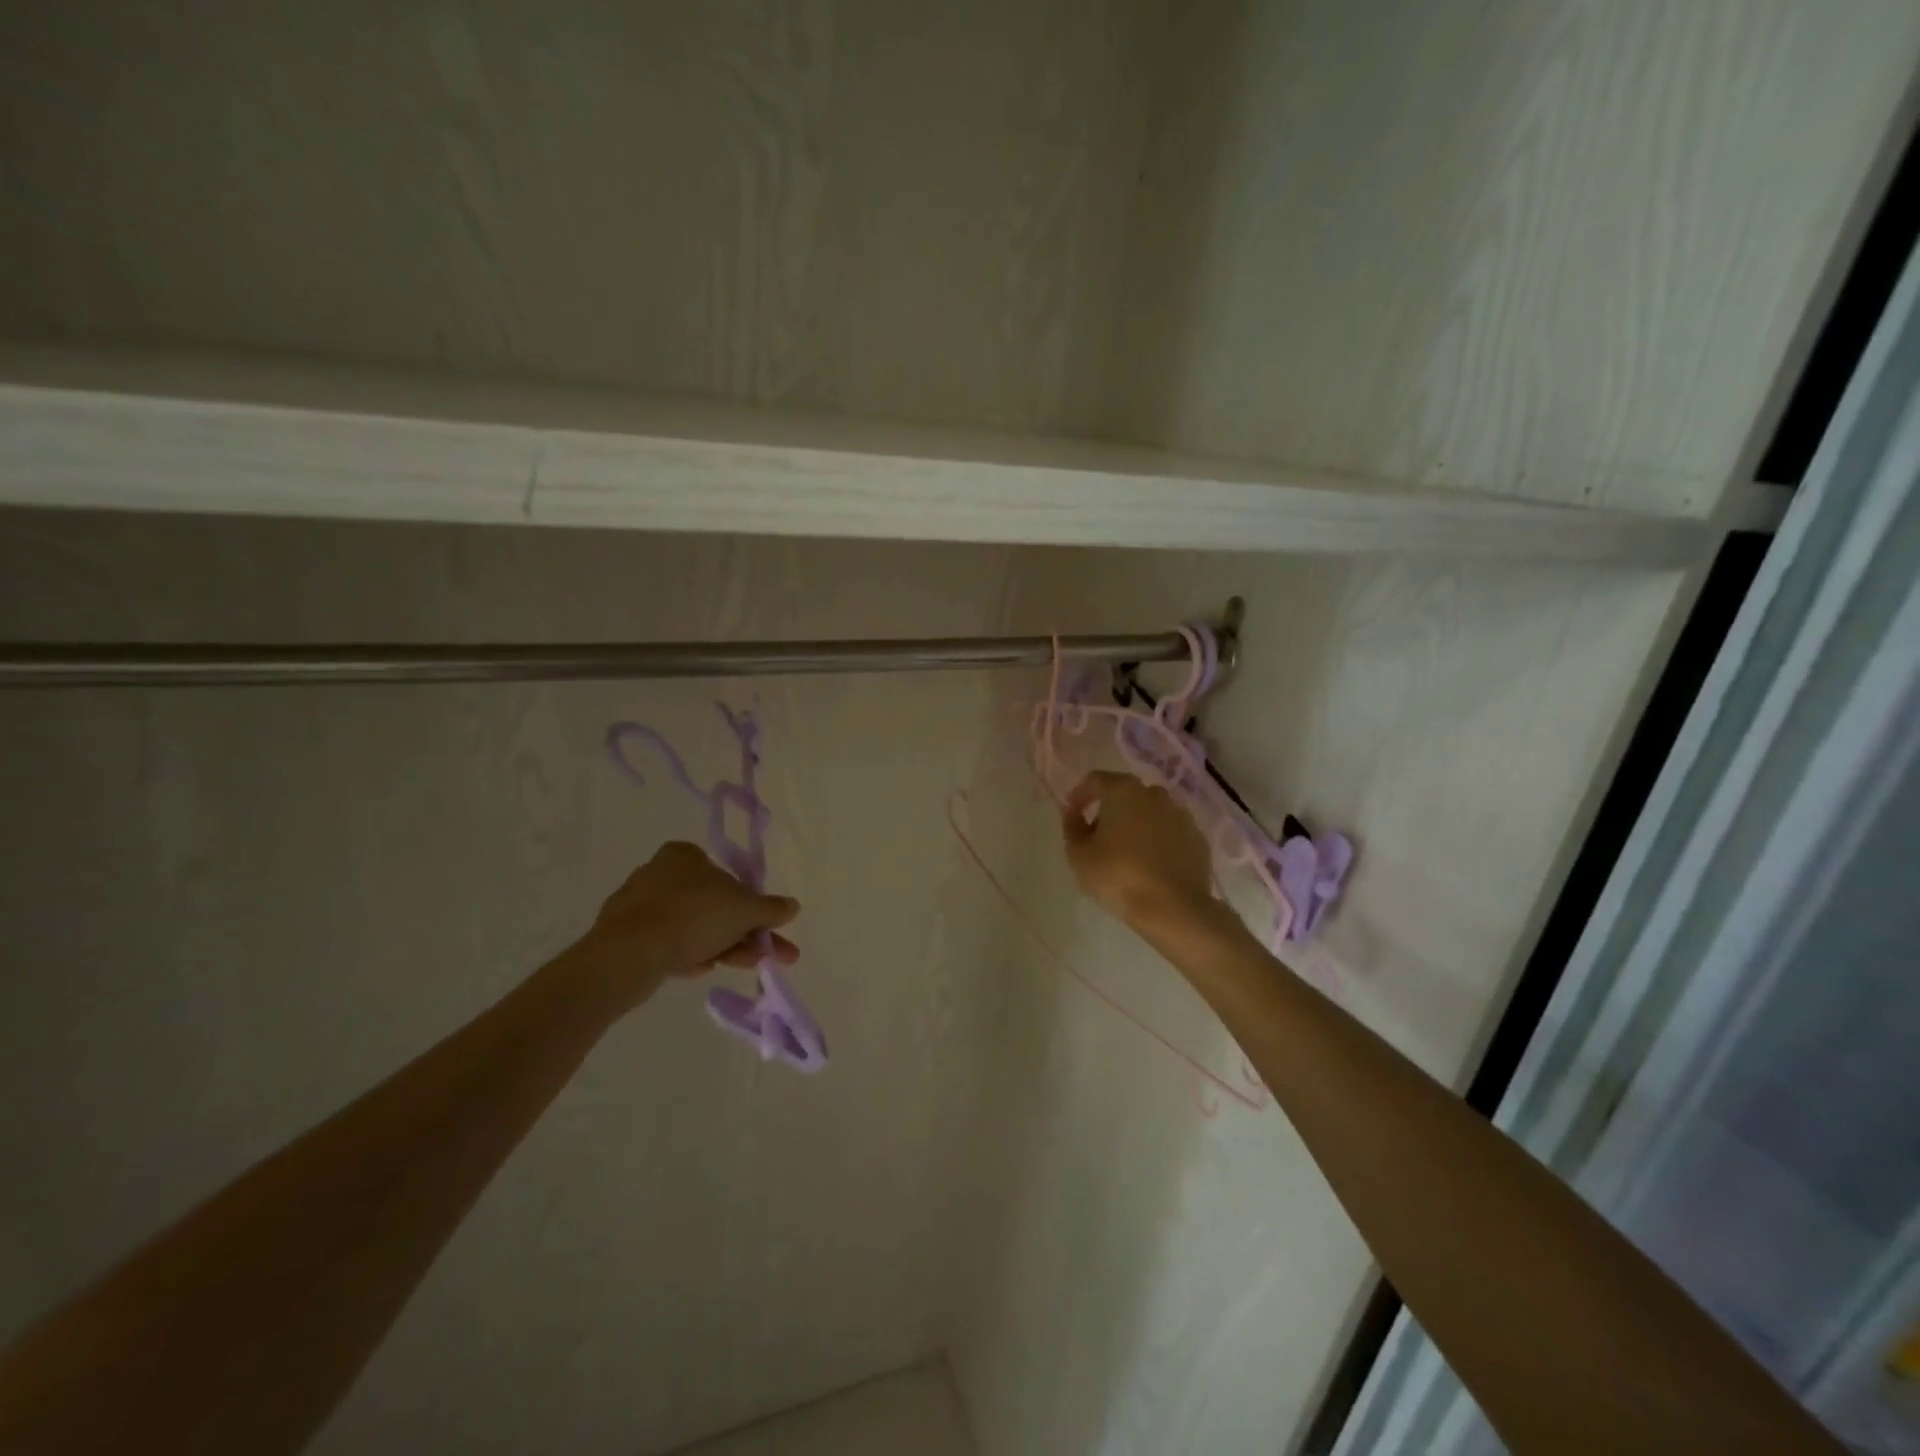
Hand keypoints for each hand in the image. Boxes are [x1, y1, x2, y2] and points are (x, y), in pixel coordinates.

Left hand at [567, 842, 799, 1012]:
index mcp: (684, 855)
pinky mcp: (624, 937)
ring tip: (747, 968)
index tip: (767, 930)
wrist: (628, 955)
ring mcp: (639, 906)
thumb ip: (771, 908)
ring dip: (723, 946)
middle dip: (744, 932)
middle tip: (767, 956)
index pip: (728, 876)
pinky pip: (668, 944)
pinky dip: (689, 956)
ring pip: (693, 927)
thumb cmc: (692, 917)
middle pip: (714, 905)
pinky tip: (700, 972)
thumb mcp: (744, 910)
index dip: (752, 905)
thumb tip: (793, 906)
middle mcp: (659, 873)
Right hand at [1061, 771, 1219, 937]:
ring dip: (1136, 824)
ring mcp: (1181, 815)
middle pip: (1126, 793)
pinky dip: (1158, 840)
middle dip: (1110, 809)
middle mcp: (1155, 794)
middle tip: (1098, 836)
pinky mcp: (1197, 838)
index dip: (1080, 795)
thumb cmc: (1118, 876)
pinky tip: (1151, 864)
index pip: (1096, 780)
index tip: (1072, 815)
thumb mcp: (1079, 855)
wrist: (1174, 908)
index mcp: (1124, 791)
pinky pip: (1170, 832)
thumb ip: (1072, 827)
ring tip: (1126, 852)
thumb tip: (1074, 813)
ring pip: (1151, 812)